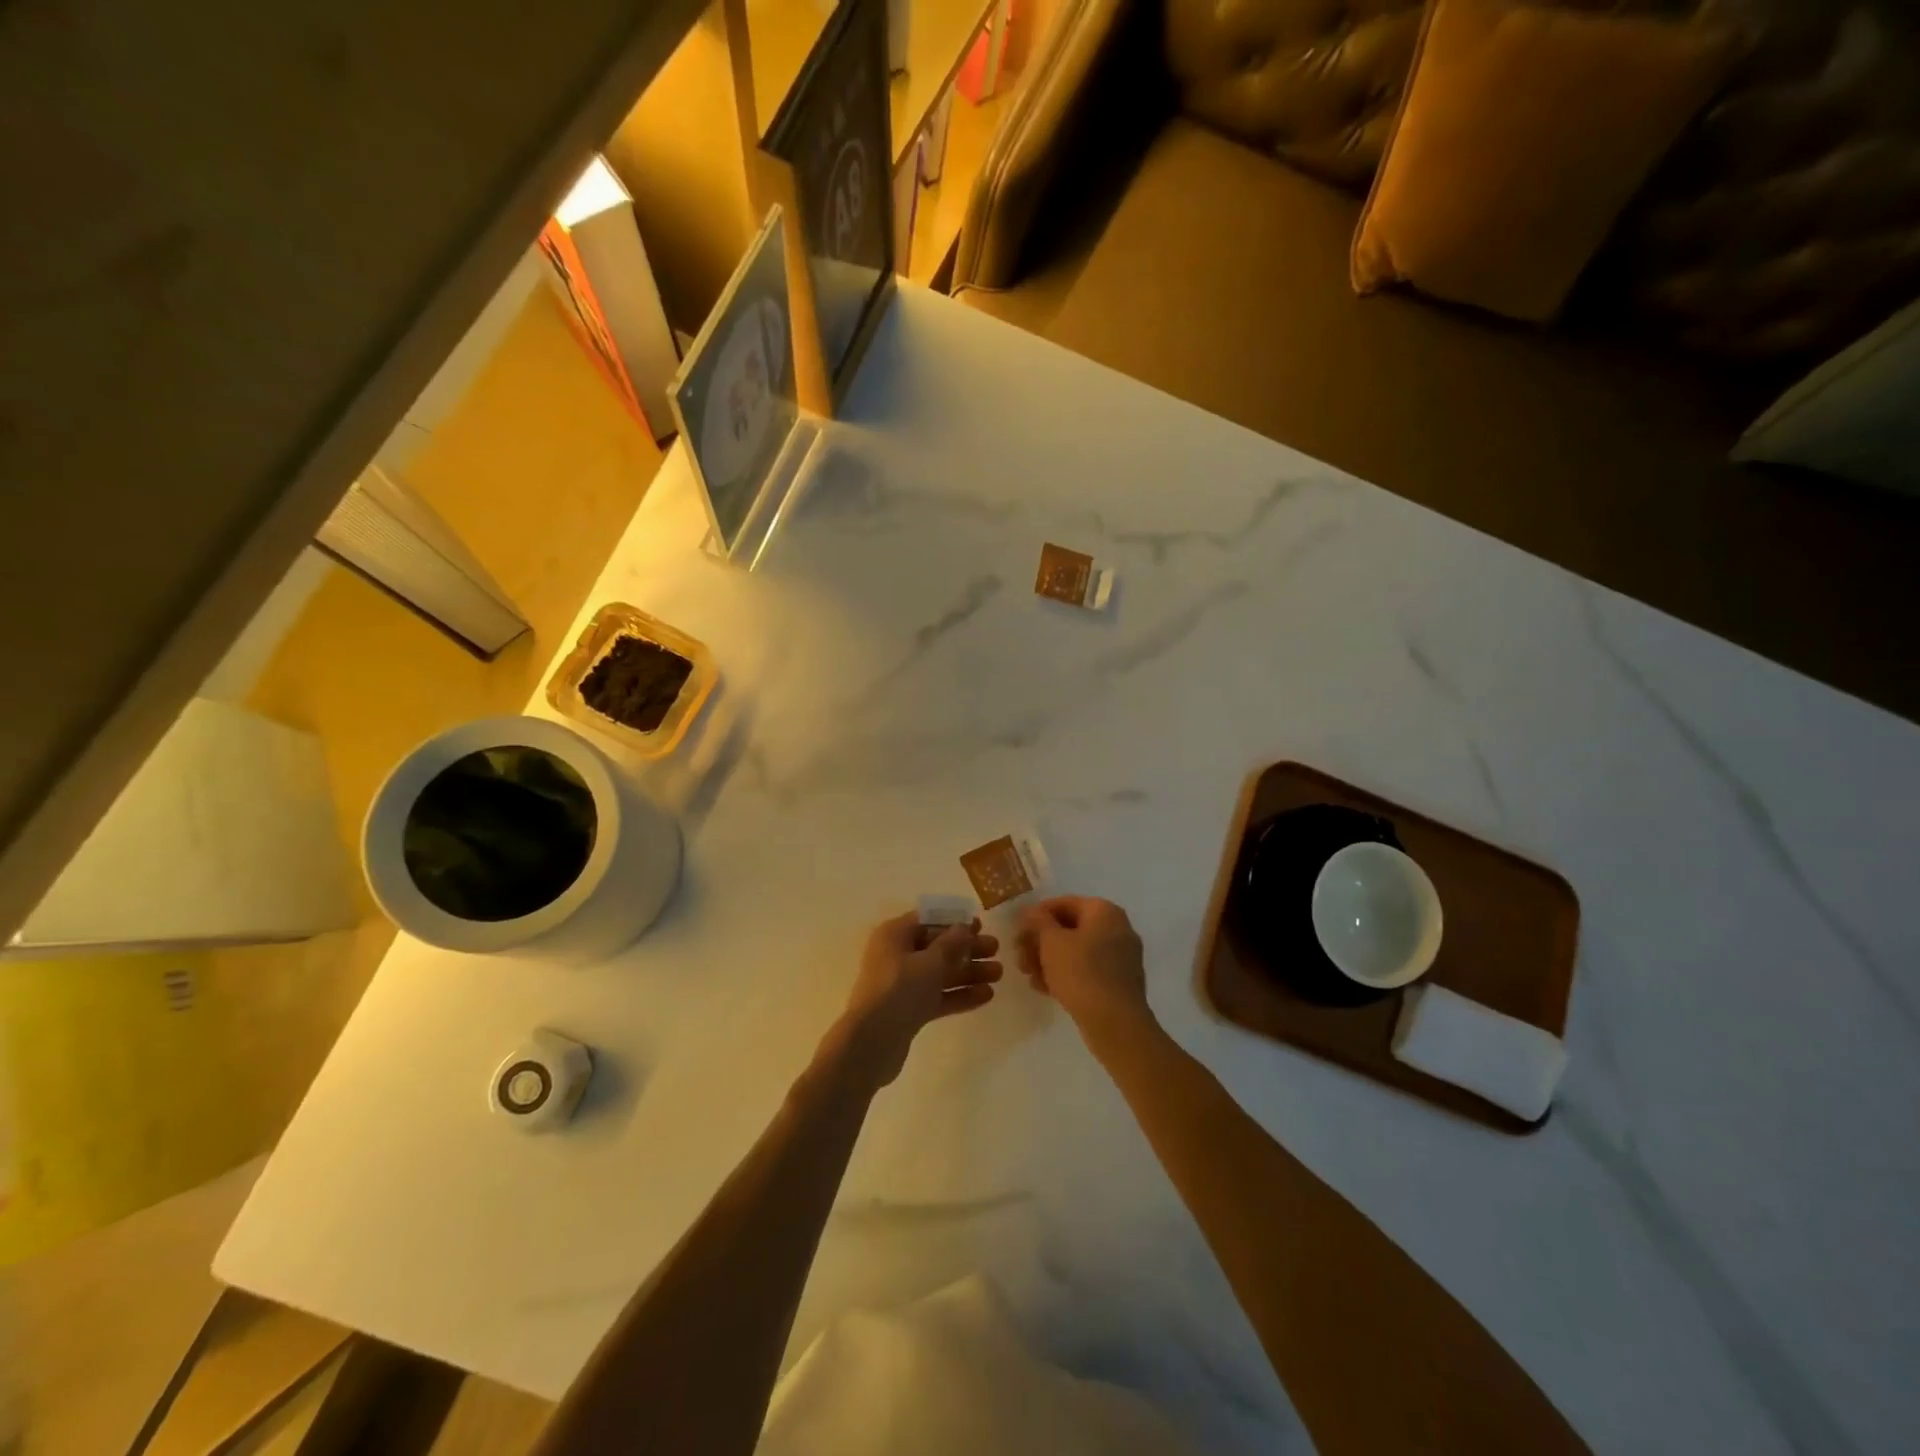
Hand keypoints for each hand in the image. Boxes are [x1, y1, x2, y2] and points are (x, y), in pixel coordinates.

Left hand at [838, 911, 1001, 1087]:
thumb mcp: (930, 962)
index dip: (954, 922)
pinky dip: (959, 994)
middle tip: (996, 950)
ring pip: (940, 973)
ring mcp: (902, 984)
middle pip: (937, 947)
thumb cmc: (900, 991)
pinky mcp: (909, 1009)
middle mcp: (897, 955)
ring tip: (998, 974)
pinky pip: (938, 996)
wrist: (871, 1044)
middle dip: (967, 949)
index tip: (981, 925)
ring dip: (968, 973)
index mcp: (894, 935)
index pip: (928, 921)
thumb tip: (964, 927)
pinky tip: (986, 996)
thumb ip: (951, 943)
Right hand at [1016, 897, 1152, 1037]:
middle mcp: (1117, 929)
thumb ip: (1039, 922)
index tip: (1018, 931)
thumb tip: (1032, 912)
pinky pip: (1087, 970)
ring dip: (1049, 960)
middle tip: (1020, 956)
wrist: (1115, 1023)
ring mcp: (1121, 957)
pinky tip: (1044, 988)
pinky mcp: (1119, 983)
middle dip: (1041, 941)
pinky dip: (1066, 975)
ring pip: (1077, 951)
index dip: (1037, 915)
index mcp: (1104, 911)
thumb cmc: (1081, 972)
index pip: (1064, 903)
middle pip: (1070, 928)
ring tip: (1029, 975)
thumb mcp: (1052, 942)